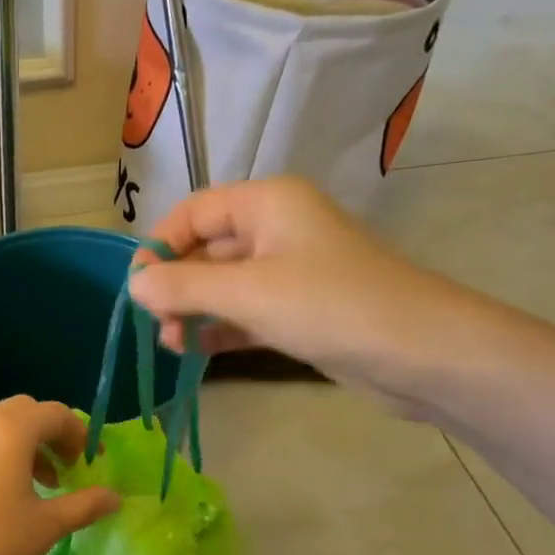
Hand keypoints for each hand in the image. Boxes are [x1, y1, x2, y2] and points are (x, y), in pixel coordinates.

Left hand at [0, 396, 120, 554]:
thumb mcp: (45, 526)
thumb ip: (84, 505)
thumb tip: (115, 497)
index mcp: (8, 430)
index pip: (54, 413)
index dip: (80, 433)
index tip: (94, 461)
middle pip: (24, 413)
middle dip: (52, 435)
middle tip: (70, 468)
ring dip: (26, 447)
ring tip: (43, 485)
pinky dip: (0, 457)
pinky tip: (6, 496)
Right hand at [125, 177, 478, 407]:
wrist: (420, 352)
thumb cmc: (329, 305)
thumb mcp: (247, 293)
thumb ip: (184, 287)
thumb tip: (133, 286)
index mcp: (267, 203)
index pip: (194, 212)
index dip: (160, 246)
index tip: (137, 288)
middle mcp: (277, 229)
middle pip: (206, 248)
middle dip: (176, 285)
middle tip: (157, 324)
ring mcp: (290, 272)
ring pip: (224, 284)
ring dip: (193, 310)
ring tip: (173, 343)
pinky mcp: (299, 310)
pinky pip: (245, 312)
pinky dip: (220, 328)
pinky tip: (196, 351)